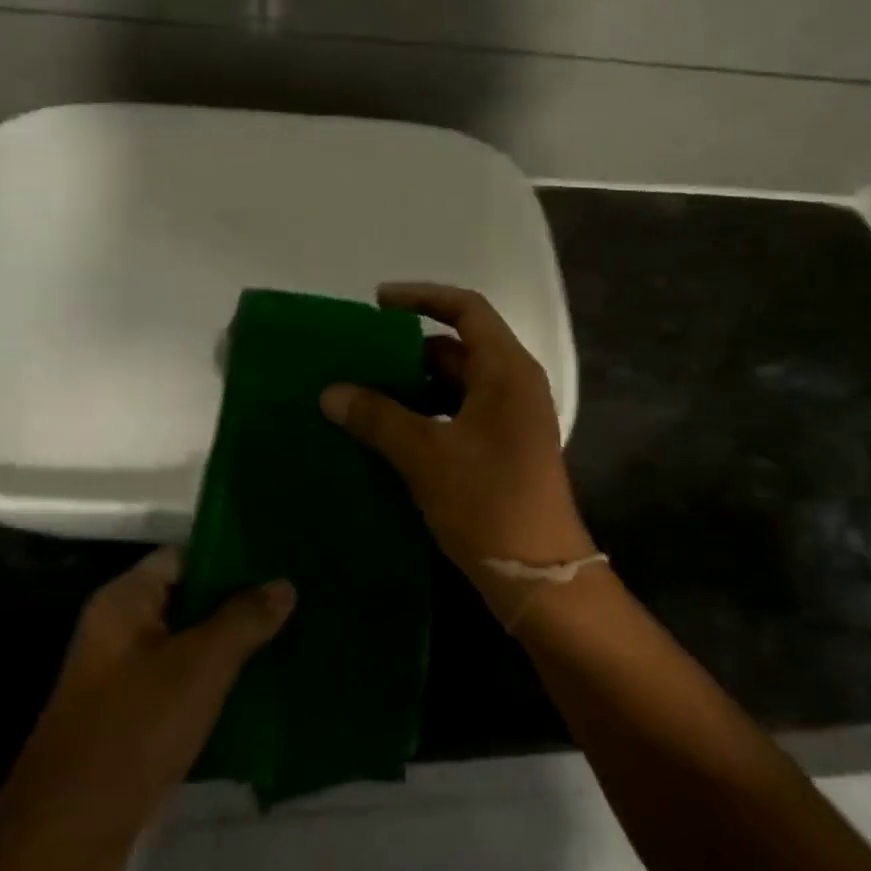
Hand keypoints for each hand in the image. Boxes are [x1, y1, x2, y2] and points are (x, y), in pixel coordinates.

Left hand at [0, 547, 294, 850]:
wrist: (67, 842)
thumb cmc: (133, 730)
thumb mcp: (200, 665)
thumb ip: (245, 618)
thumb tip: (284, 584)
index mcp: (124, 603)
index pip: (184, 556)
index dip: (230, 555)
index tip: (279, 560)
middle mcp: (120, 633)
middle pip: (189, 601)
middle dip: (240, 602)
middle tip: (295, 598)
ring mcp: (124, 680)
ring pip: (191, 646)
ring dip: (233, 645)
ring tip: (290, 635)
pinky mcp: (134, 723)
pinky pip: (185, 686)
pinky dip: (219, 683)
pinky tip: (263, 686)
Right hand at [321, 283, 594, 616]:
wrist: (538, 574)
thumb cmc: (487, 501)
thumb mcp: (426, 454)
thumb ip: (378, 417)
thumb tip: (331, 392)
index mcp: (506, 370)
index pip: (467, 309)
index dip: (423, 297)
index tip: (378, 303)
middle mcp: (514, 384)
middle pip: (459, 347)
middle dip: (409, 349)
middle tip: (359, 357)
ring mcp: (511, 417)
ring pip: (457, 383)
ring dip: (414, 385)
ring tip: (363, 393)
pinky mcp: (504, 447)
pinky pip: (460, 412)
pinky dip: (427, 413)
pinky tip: (389, 431)